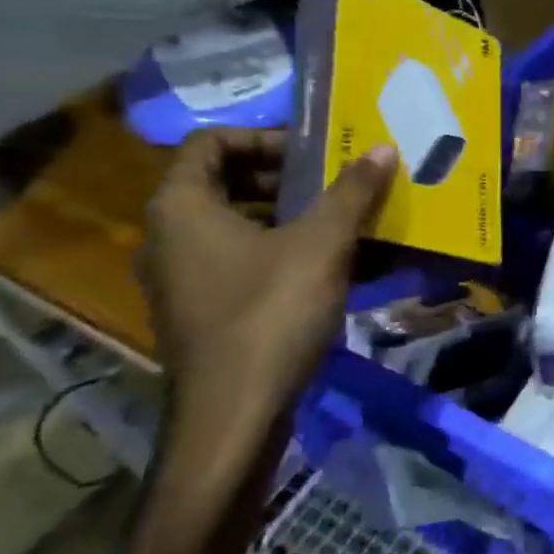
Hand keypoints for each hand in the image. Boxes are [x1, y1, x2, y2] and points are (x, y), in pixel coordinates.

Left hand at [139, 129, 397, 455]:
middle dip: (289, 177)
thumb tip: (382, 148)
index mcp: (182, 208)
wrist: (235, 416)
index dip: (265, 137)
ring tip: (347, 218)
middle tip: (339, 181)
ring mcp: (186, 277)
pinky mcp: (206, 310)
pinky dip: (287, 251)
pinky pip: (245, 260)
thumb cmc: (271, 314)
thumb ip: (352, 192)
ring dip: (294, 215)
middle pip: (227, 182)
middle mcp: (171, 236)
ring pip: (240, 224)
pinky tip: (336, 264)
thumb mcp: (322, 244)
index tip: (316, 150)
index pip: (212, 142)